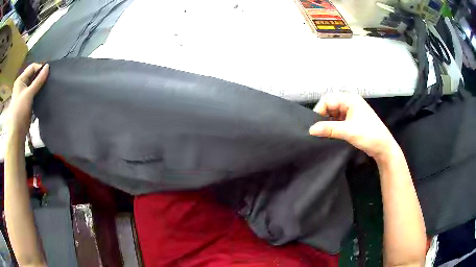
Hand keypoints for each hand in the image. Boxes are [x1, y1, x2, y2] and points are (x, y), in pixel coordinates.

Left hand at [7, 63, 48, 135]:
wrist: (17, 133)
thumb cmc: (20, 111)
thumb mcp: (29, 94)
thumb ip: (38, 80)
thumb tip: (48, 66)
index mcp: (20, 80)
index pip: (32, 67)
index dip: (39, 69)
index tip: (47, 75)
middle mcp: (21, 85)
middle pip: (32, 76)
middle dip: (40, 78)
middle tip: (47, 82)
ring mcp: (23, 94)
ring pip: (33, 85)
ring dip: (39, 86)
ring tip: (45, 89)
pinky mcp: (26, 102)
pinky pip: (33, 94)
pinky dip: (37, 94)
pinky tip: (42, 96)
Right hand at [309, 93, 399, 161]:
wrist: (383, 147)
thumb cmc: (368, 135)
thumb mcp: (348, 131)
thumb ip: (329, 129)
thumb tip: (310, 130)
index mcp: (349, 98)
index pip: (327, 100)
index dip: (319, 111)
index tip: (314, 125)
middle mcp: (350, 102)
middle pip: (330, 105)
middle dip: (323, 117)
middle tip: (318, 130)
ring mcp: (351, 111)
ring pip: (333, 113)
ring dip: (328, 122)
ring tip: (323, 133)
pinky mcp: (352, 120)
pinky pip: (338, 119)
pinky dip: (333, 126)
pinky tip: (330, 133)